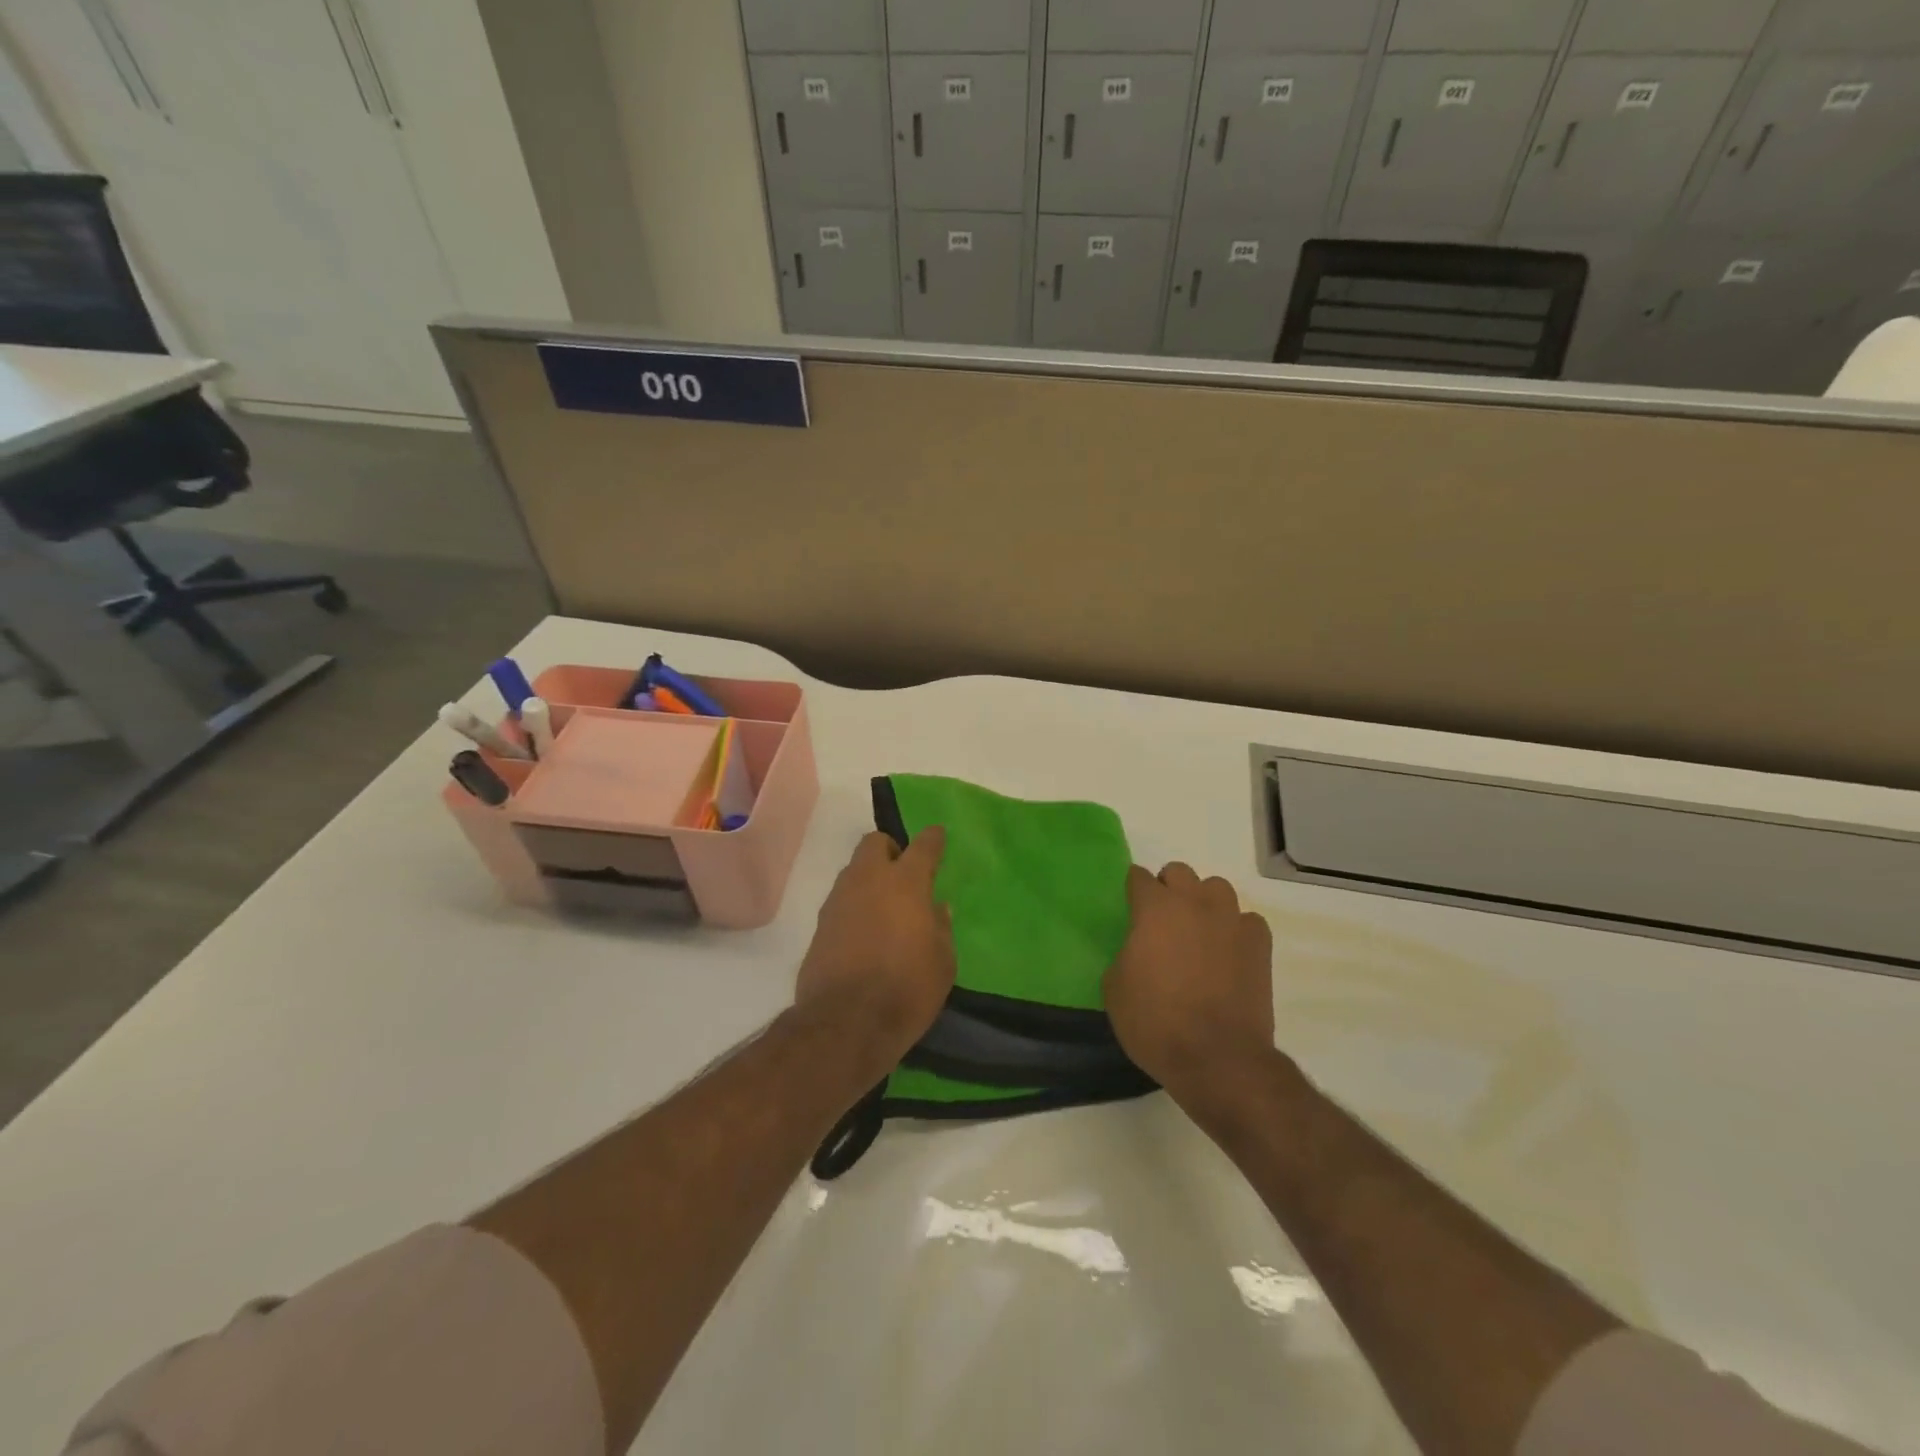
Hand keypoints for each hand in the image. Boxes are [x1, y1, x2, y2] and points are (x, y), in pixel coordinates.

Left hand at [795, 829, 954, 1064]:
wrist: (846, 1023)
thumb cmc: (907, 989)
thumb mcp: (943, 963)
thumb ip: (941, 928)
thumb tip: (936, 908)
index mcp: (905, 883)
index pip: (922, 846)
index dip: (932, 838)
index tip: (937, 834)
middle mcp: (868, 881)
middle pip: (875, 843)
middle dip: (890, 849)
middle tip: (904, 873)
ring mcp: (839, 901)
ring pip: (854, 870)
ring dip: (870, 877)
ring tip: (885, 906)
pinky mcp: (820, 925)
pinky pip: (841, 900)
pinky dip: (855, 905)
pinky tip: (865, 930)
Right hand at [1104, 863, 1274, 1101]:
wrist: (1217, 1058)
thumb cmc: (1155, 1022)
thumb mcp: (1115, 988)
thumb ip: (1124, 954)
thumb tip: (1136, 949)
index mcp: (1154, 909)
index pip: (1139, 878)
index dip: (1133, 890)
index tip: (1129, 907)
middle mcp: (1194, 903)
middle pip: (1179, 872)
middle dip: (1168, 888)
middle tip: (1161, 919)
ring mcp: (1231, 921)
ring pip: (1217, 888)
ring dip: (1204, 902)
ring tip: (1198, 930)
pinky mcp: (1259, 945)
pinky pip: (1247, 921)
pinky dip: (1236, 929)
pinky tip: (1229, 951)